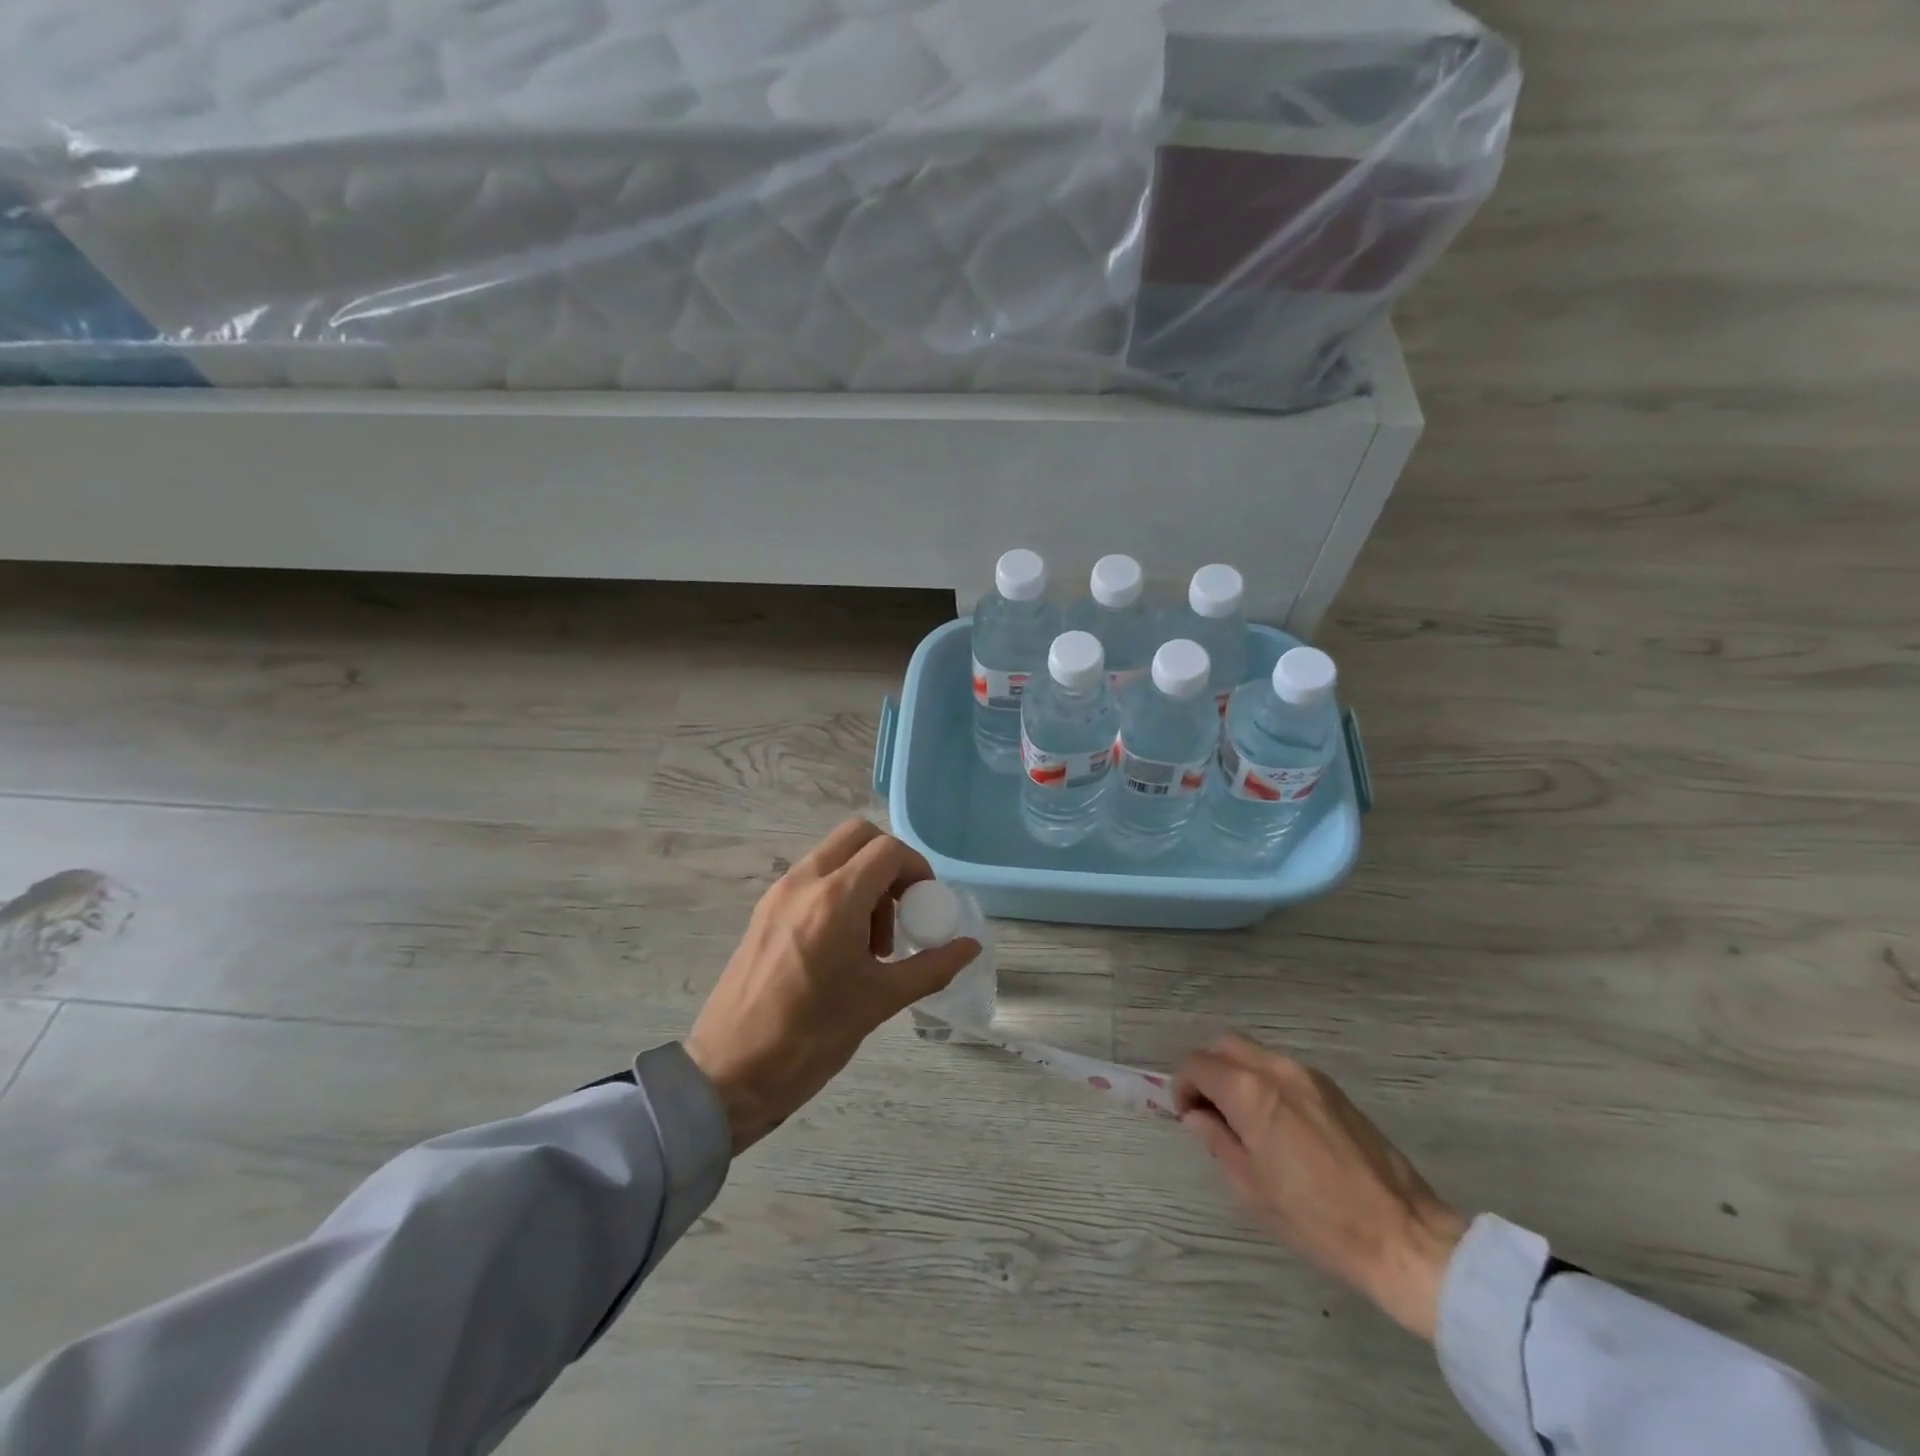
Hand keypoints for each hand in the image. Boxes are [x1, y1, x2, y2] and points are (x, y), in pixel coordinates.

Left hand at [686, 819, 979, 1154]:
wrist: (728, 1074)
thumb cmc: (811, 1038)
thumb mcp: (880, 1002)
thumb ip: (931, 967)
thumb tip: (970, 947)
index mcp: (835, 899)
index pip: (888, 850)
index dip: (917, 870)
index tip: (926, 906)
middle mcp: (804, 882)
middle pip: (858, 836)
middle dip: (889, 863)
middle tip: (901, 909)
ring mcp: (778, 893)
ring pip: (833, 855)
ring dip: (863, 879)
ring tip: (871, 942)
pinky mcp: (764, 911)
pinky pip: (811, 879)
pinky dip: (837, 891)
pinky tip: (841, 947)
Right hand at [1175, 1032, 1467, 1340]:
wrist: (1404, 1237)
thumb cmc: (1318, 1221)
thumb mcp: (1251, 1189)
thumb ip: (1218, 1141)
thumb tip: (1197, 1117)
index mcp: (1251, 1092)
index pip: (1197, 1064)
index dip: (1183, 1086)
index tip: (1188, 1117)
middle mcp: (1278, 1070)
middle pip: (1225, 1045)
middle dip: (1208, 1071)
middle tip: (1210, 1112)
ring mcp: (1309, 1075)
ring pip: (1255, 1053)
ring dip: (1237, 1074)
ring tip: (1244, 1121)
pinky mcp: (1333, 1089)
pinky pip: (1283, 1069)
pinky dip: (1265, 1082)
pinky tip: (1277, 1125)